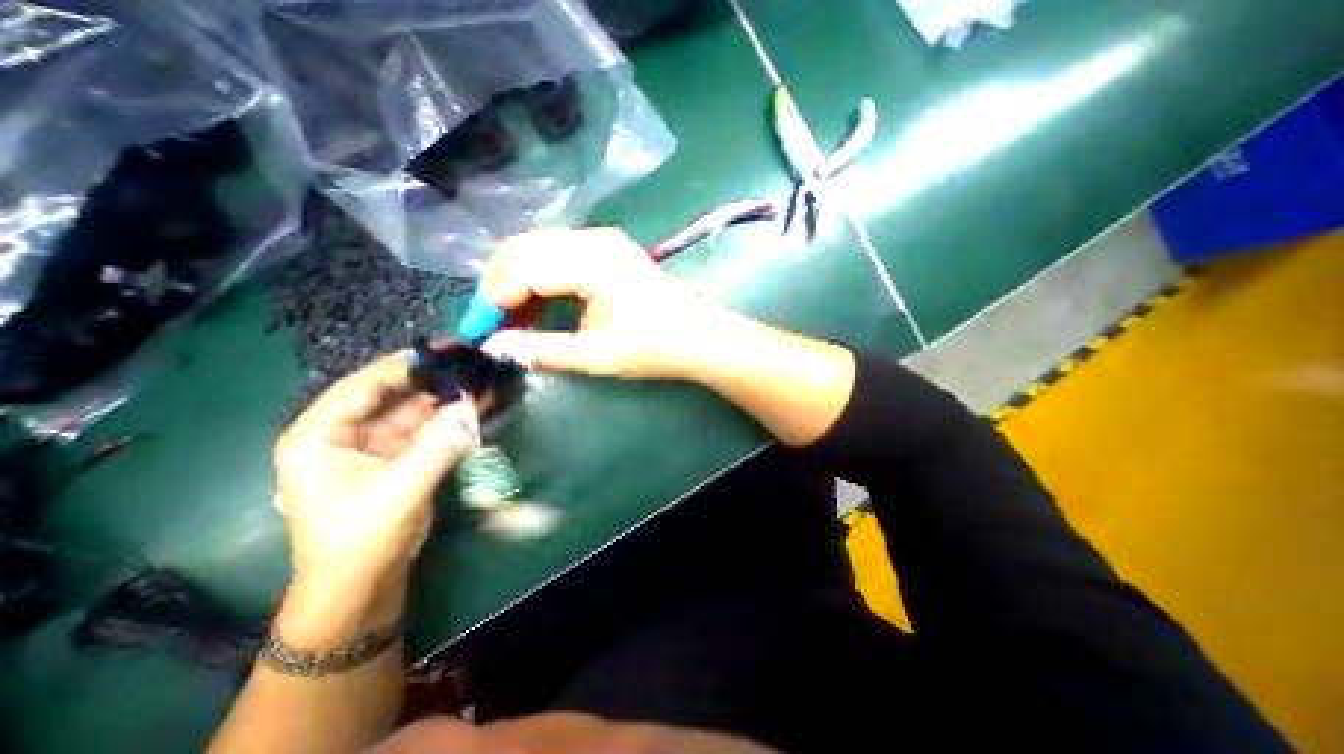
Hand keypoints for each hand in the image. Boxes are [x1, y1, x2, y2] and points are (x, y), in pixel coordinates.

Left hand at [275, 349, 482, 593]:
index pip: (363, 386)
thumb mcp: (400, 490)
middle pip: (393, 394)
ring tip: (481, 381)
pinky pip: (428, 429)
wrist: (362, 586)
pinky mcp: (399, 457)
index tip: (446, 349)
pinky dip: (451, 419)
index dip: (405, 365)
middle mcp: (345, 434)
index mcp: (319, 436)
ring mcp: (375, 445)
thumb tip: (473, 408)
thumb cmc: (361, 539)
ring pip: (415, 411)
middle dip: (432, 380)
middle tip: (470, 363)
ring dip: (447, 399)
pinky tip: (477, 406)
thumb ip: (439, 446)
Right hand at [471, 227, 725, 378]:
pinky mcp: (606, 250)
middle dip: (499, 285)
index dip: (494, 300)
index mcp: (591, 260)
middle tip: (489, 323)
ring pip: (538, 249)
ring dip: (517, 281)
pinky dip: (540, 279)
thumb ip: (541, 350)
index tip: (478, 331)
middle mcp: (592, 238)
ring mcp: (601, 241)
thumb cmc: (652, 348)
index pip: (523, 269)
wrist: (695, 338)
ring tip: (510, 319)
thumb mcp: (594, 355)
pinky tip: (537, 307)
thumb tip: (496, 347)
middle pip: (524, 249)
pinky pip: (558, 256)